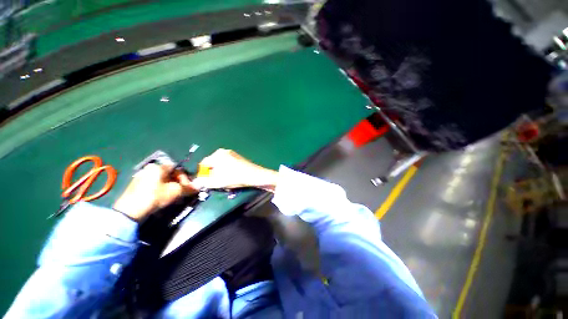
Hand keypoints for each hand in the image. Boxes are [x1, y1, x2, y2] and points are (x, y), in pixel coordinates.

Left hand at [113, 164, 197, 220]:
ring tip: (174, 196)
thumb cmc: (154, 197)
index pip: (177, 169)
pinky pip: (154, 185)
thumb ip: (189, 188)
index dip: (185, 178)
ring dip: (171, 187)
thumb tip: (200, 186)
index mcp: (158, 167)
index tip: (188, 187)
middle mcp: (149, 169)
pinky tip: (163, 198)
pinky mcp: (136, 187)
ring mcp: (141, 177)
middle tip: (182, 192)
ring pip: (162, 180)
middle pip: (170, 174)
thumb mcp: (175, 192)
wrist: (129, 211)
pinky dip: (162, 190)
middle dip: (179, 183)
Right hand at [193, 149, 277, 191]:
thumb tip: (195, 182)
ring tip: (226, 181)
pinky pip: (228, 164)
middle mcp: (224, 151)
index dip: (203, 174)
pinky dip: (228, 171)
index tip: (207, 182)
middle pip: (213, 164)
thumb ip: (204, 182)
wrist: (255, 175)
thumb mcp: (217, 181)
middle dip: (213, 174)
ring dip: (220, 173)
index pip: (204, 164)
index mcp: (217, 155)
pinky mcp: (239, 158)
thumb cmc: (235, 177)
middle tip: (217, 182)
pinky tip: (233, 177)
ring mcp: (232, 154)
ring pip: (221, 165)